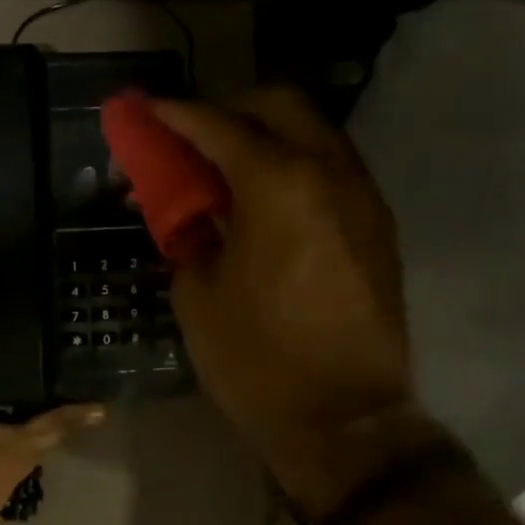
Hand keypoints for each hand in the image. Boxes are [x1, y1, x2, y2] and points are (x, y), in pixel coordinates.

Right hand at [150, 87, 411, 487]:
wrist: (342, 418)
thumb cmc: (255, 359)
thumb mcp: (197, 294)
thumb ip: (189, 234)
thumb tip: (188, 211)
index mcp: (279, 185)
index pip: (219, 127)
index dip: (176, 115)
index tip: (147, 109)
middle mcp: (330, 174)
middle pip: (281, 105)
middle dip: (230, 108)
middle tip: (191, 135)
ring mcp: (362, 199)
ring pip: (313, 133)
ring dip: (265, 135)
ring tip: (224, 168)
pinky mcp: (377, 228)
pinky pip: (330, 170)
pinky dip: (292, 166)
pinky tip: (263, 201)